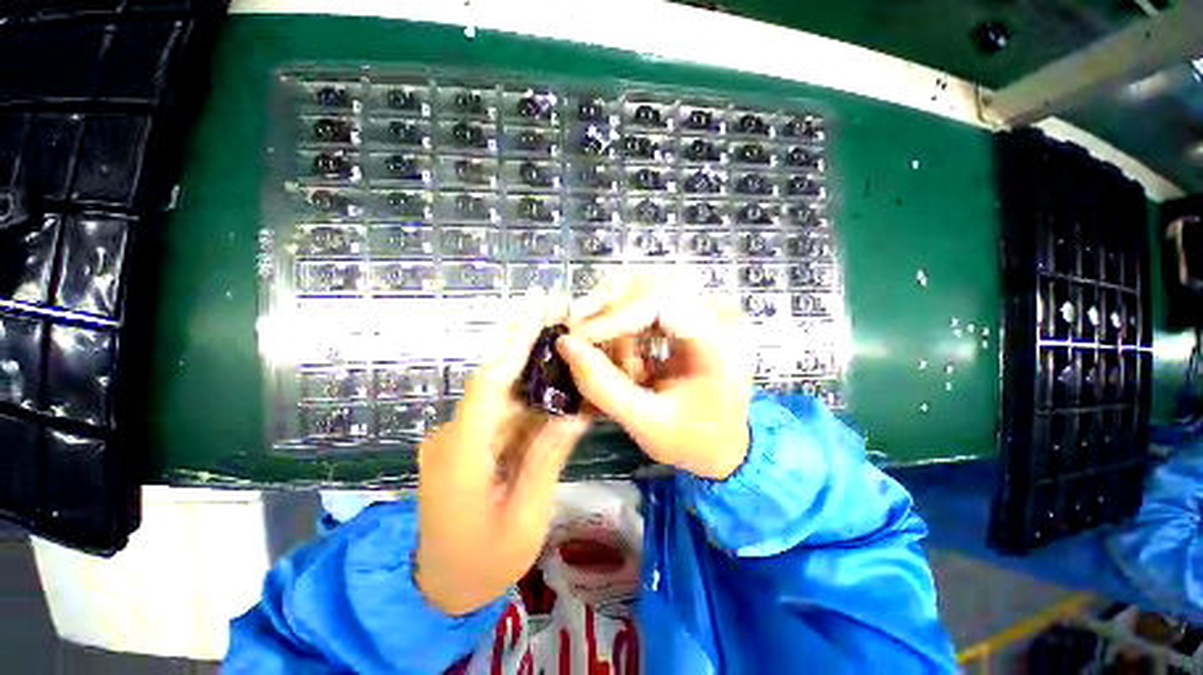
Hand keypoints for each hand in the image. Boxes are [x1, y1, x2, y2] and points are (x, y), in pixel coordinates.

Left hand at [415, 297, 589, 615]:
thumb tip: (573, 414)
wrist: (439, 590)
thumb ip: (546, 460)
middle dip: (526, 343)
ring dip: (533, 368)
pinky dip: (530, 397)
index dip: (514, 345)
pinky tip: (555, 383)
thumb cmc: (482, 563)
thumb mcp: (524, 517)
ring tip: (565, 341)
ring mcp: (461, 438)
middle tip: (556, 310)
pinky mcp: (471, 443)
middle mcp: (454, 435)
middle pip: (496, 379)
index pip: (489, 385)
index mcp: (460, 455)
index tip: (536, 311)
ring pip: (503, 394)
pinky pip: (504, 413)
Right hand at [557, 274, 752, 480]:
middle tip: (582, 339)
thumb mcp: (647, 423)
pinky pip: (645, 302)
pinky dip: (623, 326)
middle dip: (610, 311)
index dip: (614, 315)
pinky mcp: (690, 314)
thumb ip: (604, 387)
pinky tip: (627, 361)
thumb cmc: (692, 440)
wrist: (724, 444)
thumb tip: (565, 344)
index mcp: (721, 340)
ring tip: (615, 362)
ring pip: (643, 287)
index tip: (577, 338)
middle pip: (650, 282)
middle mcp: (717, 313)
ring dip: (615, 320)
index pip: (661, 301)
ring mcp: (704, 309)